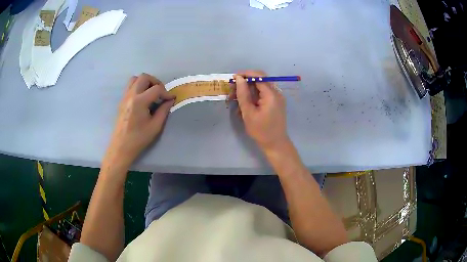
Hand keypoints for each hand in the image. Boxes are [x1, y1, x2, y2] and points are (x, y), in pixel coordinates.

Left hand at [105, 73, 174, 167]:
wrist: (121, 147)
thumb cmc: (138, 139)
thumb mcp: (155, 126)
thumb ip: (163, 110)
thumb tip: (170, 100)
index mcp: (139, 101)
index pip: (156, 89)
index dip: (166, 92)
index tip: (171, 99)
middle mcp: (131, 95)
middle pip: (144, 77)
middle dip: (155, 82)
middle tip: (160, 93)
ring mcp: (124, 97)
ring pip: (135, 79)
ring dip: (145, 82)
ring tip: (151, 93)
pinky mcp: (122, 101)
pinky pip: (130, 86)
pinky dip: (138, 87)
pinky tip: (143, 99)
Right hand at [231, 70, 289, 153]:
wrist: (275, 144)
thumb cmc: (261, 131)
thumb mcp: (248, 113)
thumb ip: (243, 94)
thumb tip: (239, 78)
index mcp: (271, 94)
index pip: (259, 76)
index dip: (245, 74)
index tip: (233, 78)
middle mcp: (276, 93)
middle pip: (260, 79)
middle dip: (246, 82)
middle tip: (233, 89)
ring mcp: (277, 97)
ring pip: (261, 86)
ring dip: (248, 89)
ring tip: (236, 98)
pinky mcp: (276, 102)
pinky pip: (264, 93)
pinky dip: (254, 95)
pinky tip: (245, 102)